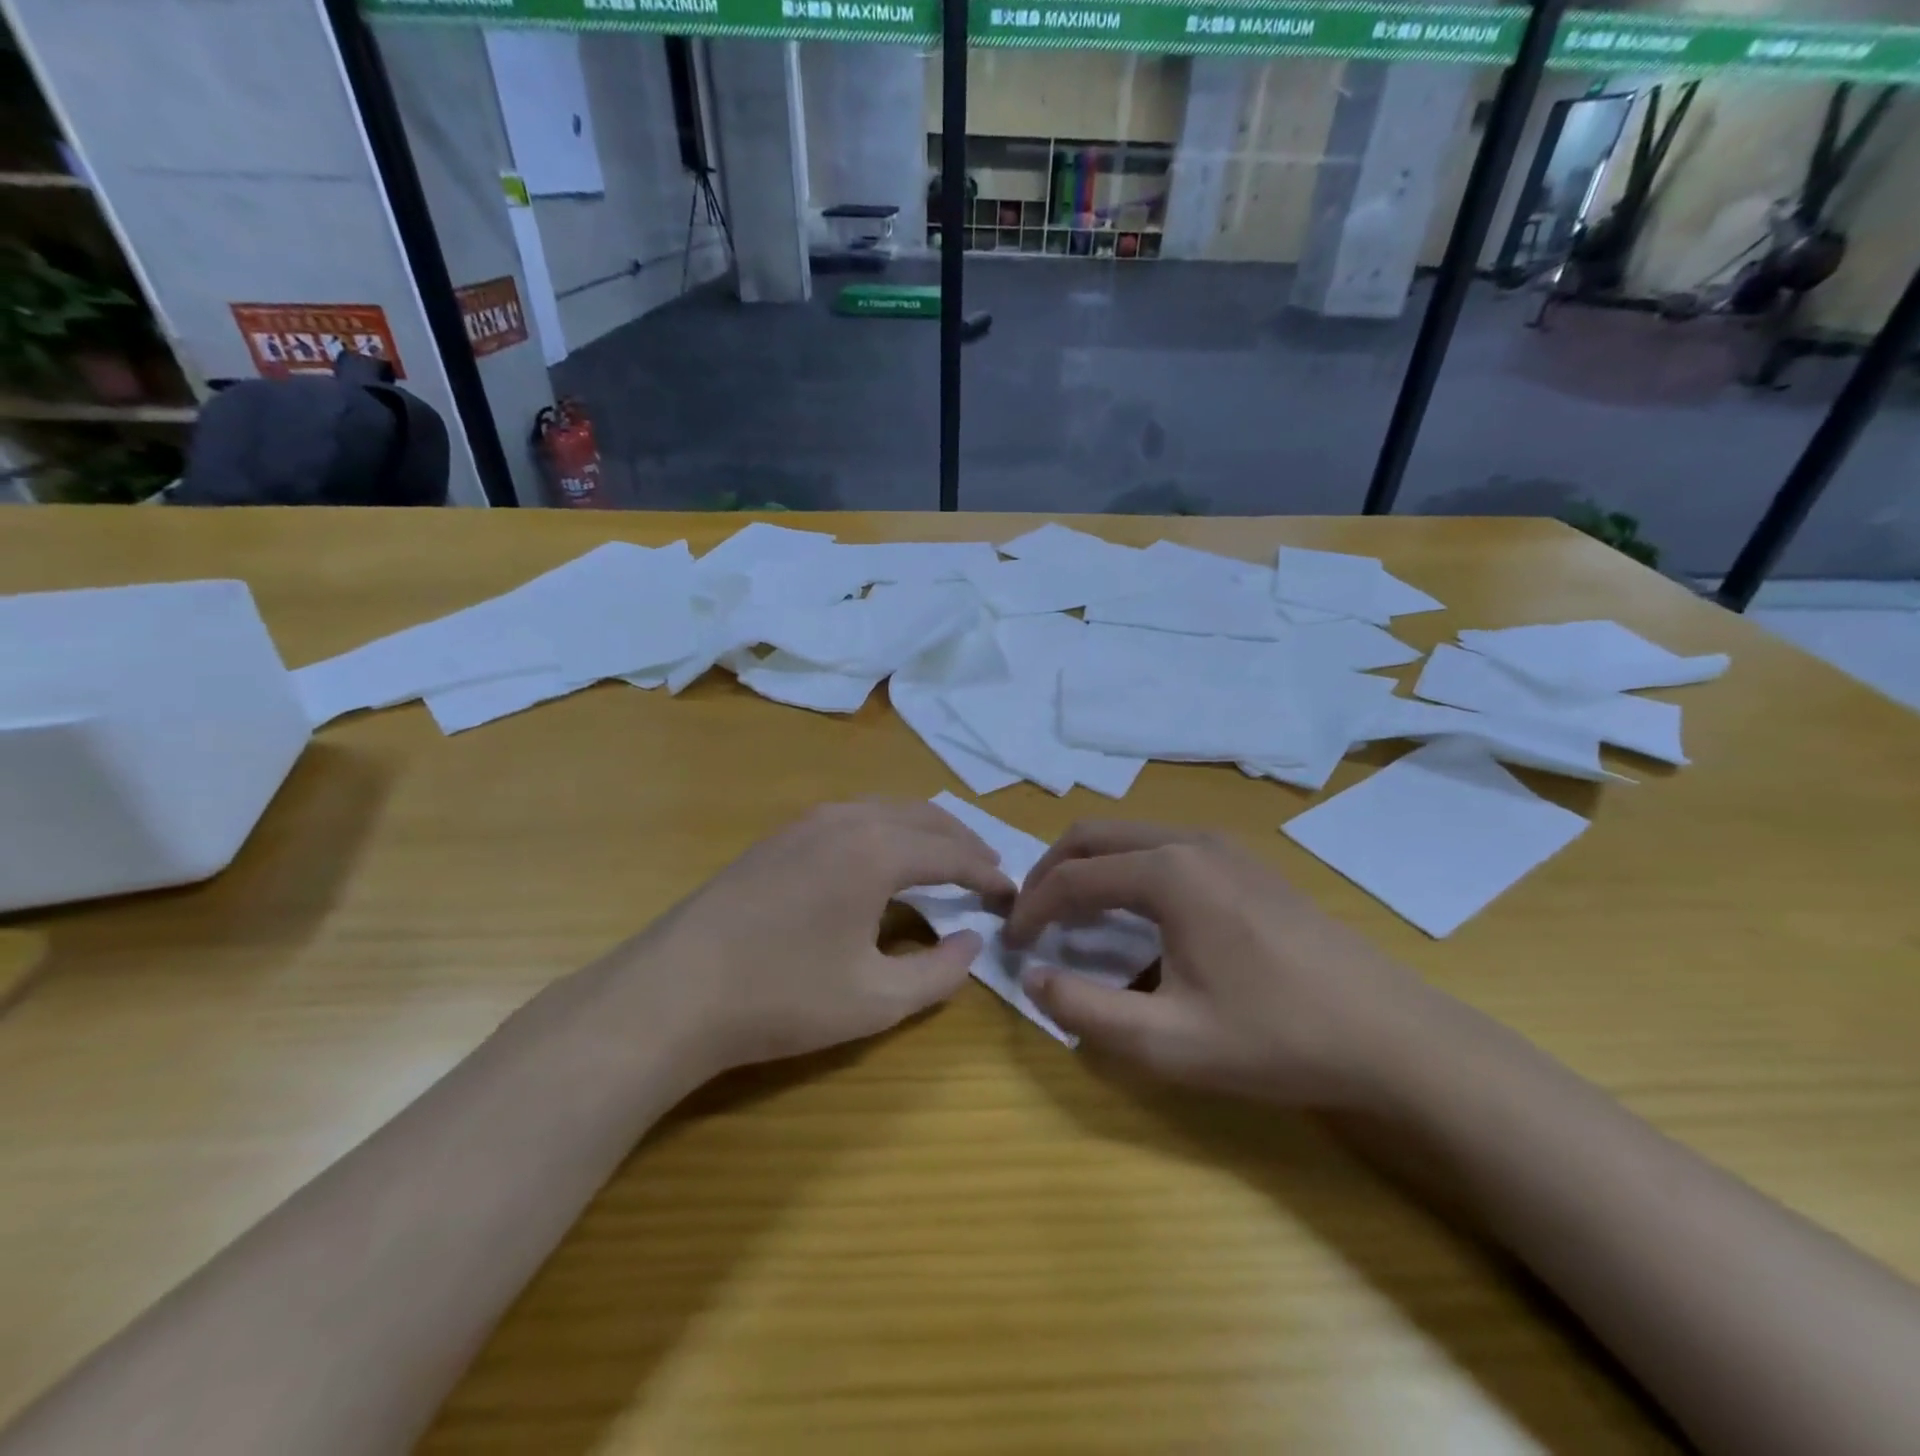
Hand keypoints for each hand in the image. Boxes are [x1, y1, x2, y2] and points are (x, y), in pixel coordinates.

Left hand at [621, 800, 1014, 1078]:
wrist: (672, 992)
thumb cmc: (782, 997)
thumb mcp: (877, 999)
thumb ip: (939, 972)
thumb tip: (972, 942)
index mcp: (877, 850)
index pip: (952, 853)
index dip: (988, 874)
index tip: (1013, 895)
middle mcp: (847, 819)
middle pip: (924, 816)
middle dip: (962, 841)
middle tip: (988, 872)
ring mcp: (807, 822)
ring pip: (886, 809)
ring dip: (924, 831)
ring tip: (945, 862)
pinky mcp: (779, 836)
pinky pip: (854, 817)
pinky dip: (887, 831)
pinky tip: (883, 861)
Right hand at [1005, 823, 1432, 1107]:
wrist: (1393, 1036)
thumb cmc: (1277, 1037)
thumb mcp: (1169, 1042)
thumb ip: (1087, 1012)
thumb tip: (1034, 979)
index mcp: (1168, 872)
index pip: (1072, 877)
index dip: (1032, 909)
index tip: (1011, 943)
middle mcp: (1190, 841)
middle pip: (1094, 836)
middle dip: (1051, 872)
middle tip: (1031, 917)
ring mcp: (1223, 846)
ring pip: (1130, 836)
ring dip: (1090, 867)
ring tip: (1073, 916)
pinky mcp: (1246, 863)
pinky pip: (1164, 847)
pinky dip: (1128, 870)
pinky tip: (1137, 916)